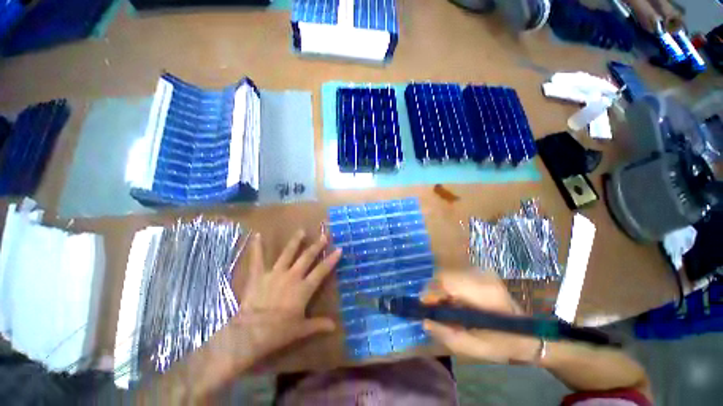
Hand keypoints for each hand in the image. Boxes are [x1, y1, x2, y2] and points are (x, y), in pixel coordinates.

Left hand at [232, 230, 341, 364]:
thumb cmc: (279, 331)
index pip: (321, 270)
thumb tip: (334, 327)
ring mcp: (275, 273)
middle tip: (324, 235)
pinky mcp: (259, 275)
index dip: (331, 260)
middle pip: (307, 257)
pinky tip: (257, 235)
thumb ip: (318, 325)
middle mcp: (292, 276)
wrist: (251, 332)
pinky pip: (257, 258)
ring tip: (301, 231)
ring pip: (288, 253)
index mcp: (304, 288)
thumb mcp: (301, 329)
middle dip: (317, 246)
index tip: (339, 249)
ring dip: (295, 241)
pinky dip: (257, 247)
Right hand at [422, 271, 540, 363]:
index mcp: (484, 294)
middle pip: (445, 275)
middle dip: (434, 291)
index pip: (448, 282)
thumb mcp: (476, 349)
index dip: (432, 292)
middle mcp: (482, 277)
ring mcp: (482, 272)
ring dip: (440, 289)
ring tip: (442, 306)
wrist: (529, 334)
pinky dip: (448, 287)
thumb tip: (425, 321)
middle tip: (432, 308)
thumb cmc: (504, 344)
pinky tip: (453, 301)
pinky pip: (455, 276)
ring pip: (448, 274)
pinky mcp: (480, 273)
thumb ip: (448, 336)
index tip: (425, 306)